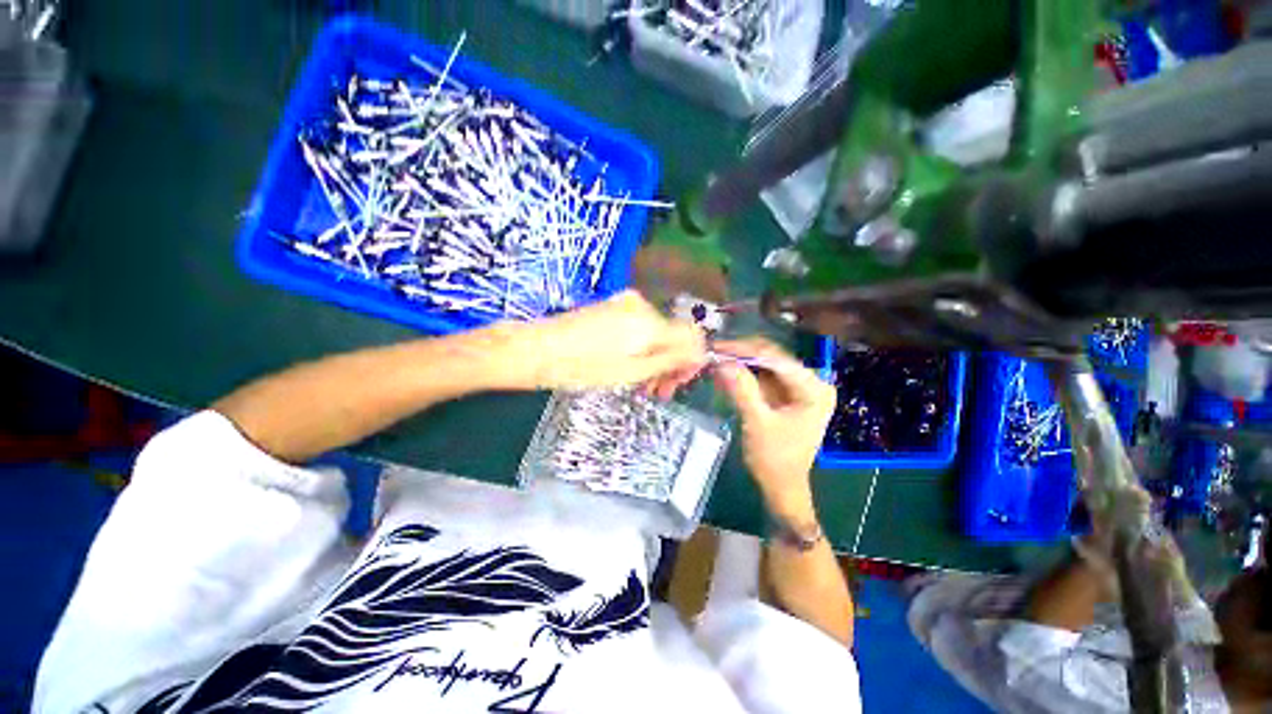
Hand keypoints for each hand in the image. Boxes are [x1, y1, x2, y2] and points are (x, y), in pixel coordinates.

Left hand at [517, 290, 705, 389]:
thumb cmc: (584, 367)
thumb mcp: (631, 372)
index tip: (681, 380)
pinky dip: (642, 347)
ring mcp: (625, 303)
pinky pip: (640, 327)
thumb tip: (700, 354)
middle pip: (674, 334)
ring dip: (657, 358)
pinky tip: (631, 366)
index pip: (691, 335)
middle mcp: (642, 306)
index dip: (693, 359)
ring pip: (657, 333)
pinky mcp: (613, 307)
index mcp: (650, 323)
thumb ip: (670, 361)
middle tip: (661, 391)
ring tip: (644, 385)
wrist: (538, 349)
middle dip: (672, 363)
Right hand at [709, 338, 836, 518]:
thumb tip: (722, 361)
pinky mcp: (785, 394)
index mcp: (814, 389)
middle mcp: (811, 382)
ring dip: (740, 361)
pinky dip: (743, 373)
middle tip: (713, 351)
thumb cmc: (775, 459)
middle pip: (772, 357)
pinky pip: (762, 376)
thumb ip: (742, 389)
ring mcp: (798, 387)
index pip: (777, 359)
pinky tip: (725, 371)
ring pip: (765, 364)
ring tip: (715, 358)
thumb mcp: (757, 422)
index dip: (745, 350)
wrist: (781, 486)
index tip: (718, 347)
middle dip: (742, 354)